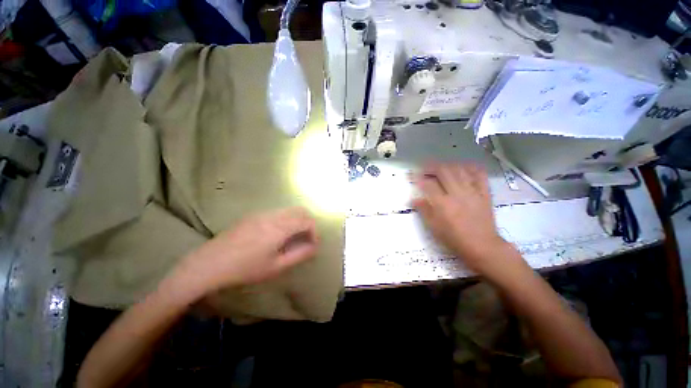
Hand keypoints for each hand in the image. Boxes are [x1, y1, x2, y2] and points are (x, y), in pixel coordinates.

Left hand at [175, 207, 317, 296]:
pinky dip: (285, 220)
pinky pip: (277, 212)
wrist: (209, 263)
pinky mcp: (253, 215)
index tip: (313, 244)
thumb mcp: (276, 266)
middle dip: (308, 223)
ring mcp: (262, 213)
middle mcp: (273, 215)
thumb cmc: (245, 268)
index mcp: (280, 227)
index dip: (314, 231)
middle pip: (300, 211)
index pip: (307, 221)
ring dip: (297, 220)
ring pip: (288, 210)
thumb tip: (314, 247)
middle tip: (306, 239)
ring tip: (293, 237)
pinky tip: (276, 235)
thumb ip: (299, 254)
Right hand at [412, 162, 517, 275]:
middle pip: (443, 171)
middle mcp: (457, 194)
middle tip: (425, 168)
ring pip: (460, 170)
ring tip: (441, 168)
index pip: (428, 184)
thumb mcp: (434, 228)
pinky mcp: (484, 193)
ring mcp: (473, 192)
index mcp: (443, 204)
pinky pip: (479, 174)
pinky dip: (471, 168)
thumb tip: (414, 199)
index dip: (418, 177)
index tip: (412, 175)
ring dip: (448, 165)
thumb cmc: (454, 239)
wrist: (482, 246)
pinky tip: (463, 168)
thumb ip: (424, 210)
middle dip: (431, 167)